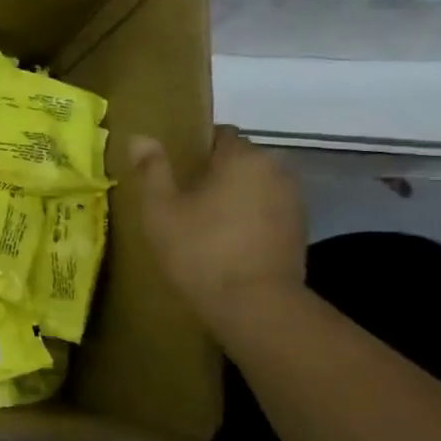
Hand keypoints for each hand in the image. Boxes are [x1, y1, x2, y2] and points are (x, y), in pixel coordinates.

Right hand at [123, 125, 305, 327]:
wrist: (255, 305)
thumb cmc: (200, 251)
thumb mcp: (161, 211)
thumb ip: (152, 170)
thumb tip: (139, 137)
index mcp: (242, 157)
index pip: (219, 135)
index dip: (194, 150)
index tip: (175, 173)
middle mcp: (275, 169)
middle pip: (239, 160)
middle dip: (215, 174)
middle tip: (184, 201)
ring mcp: (293, 200)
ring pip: (255, 186)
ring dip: (234, 197)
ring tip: (206, 224)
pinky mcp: (300, 229)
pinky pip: (268, 210)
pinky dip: (250, 218)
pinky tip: (230, 243)